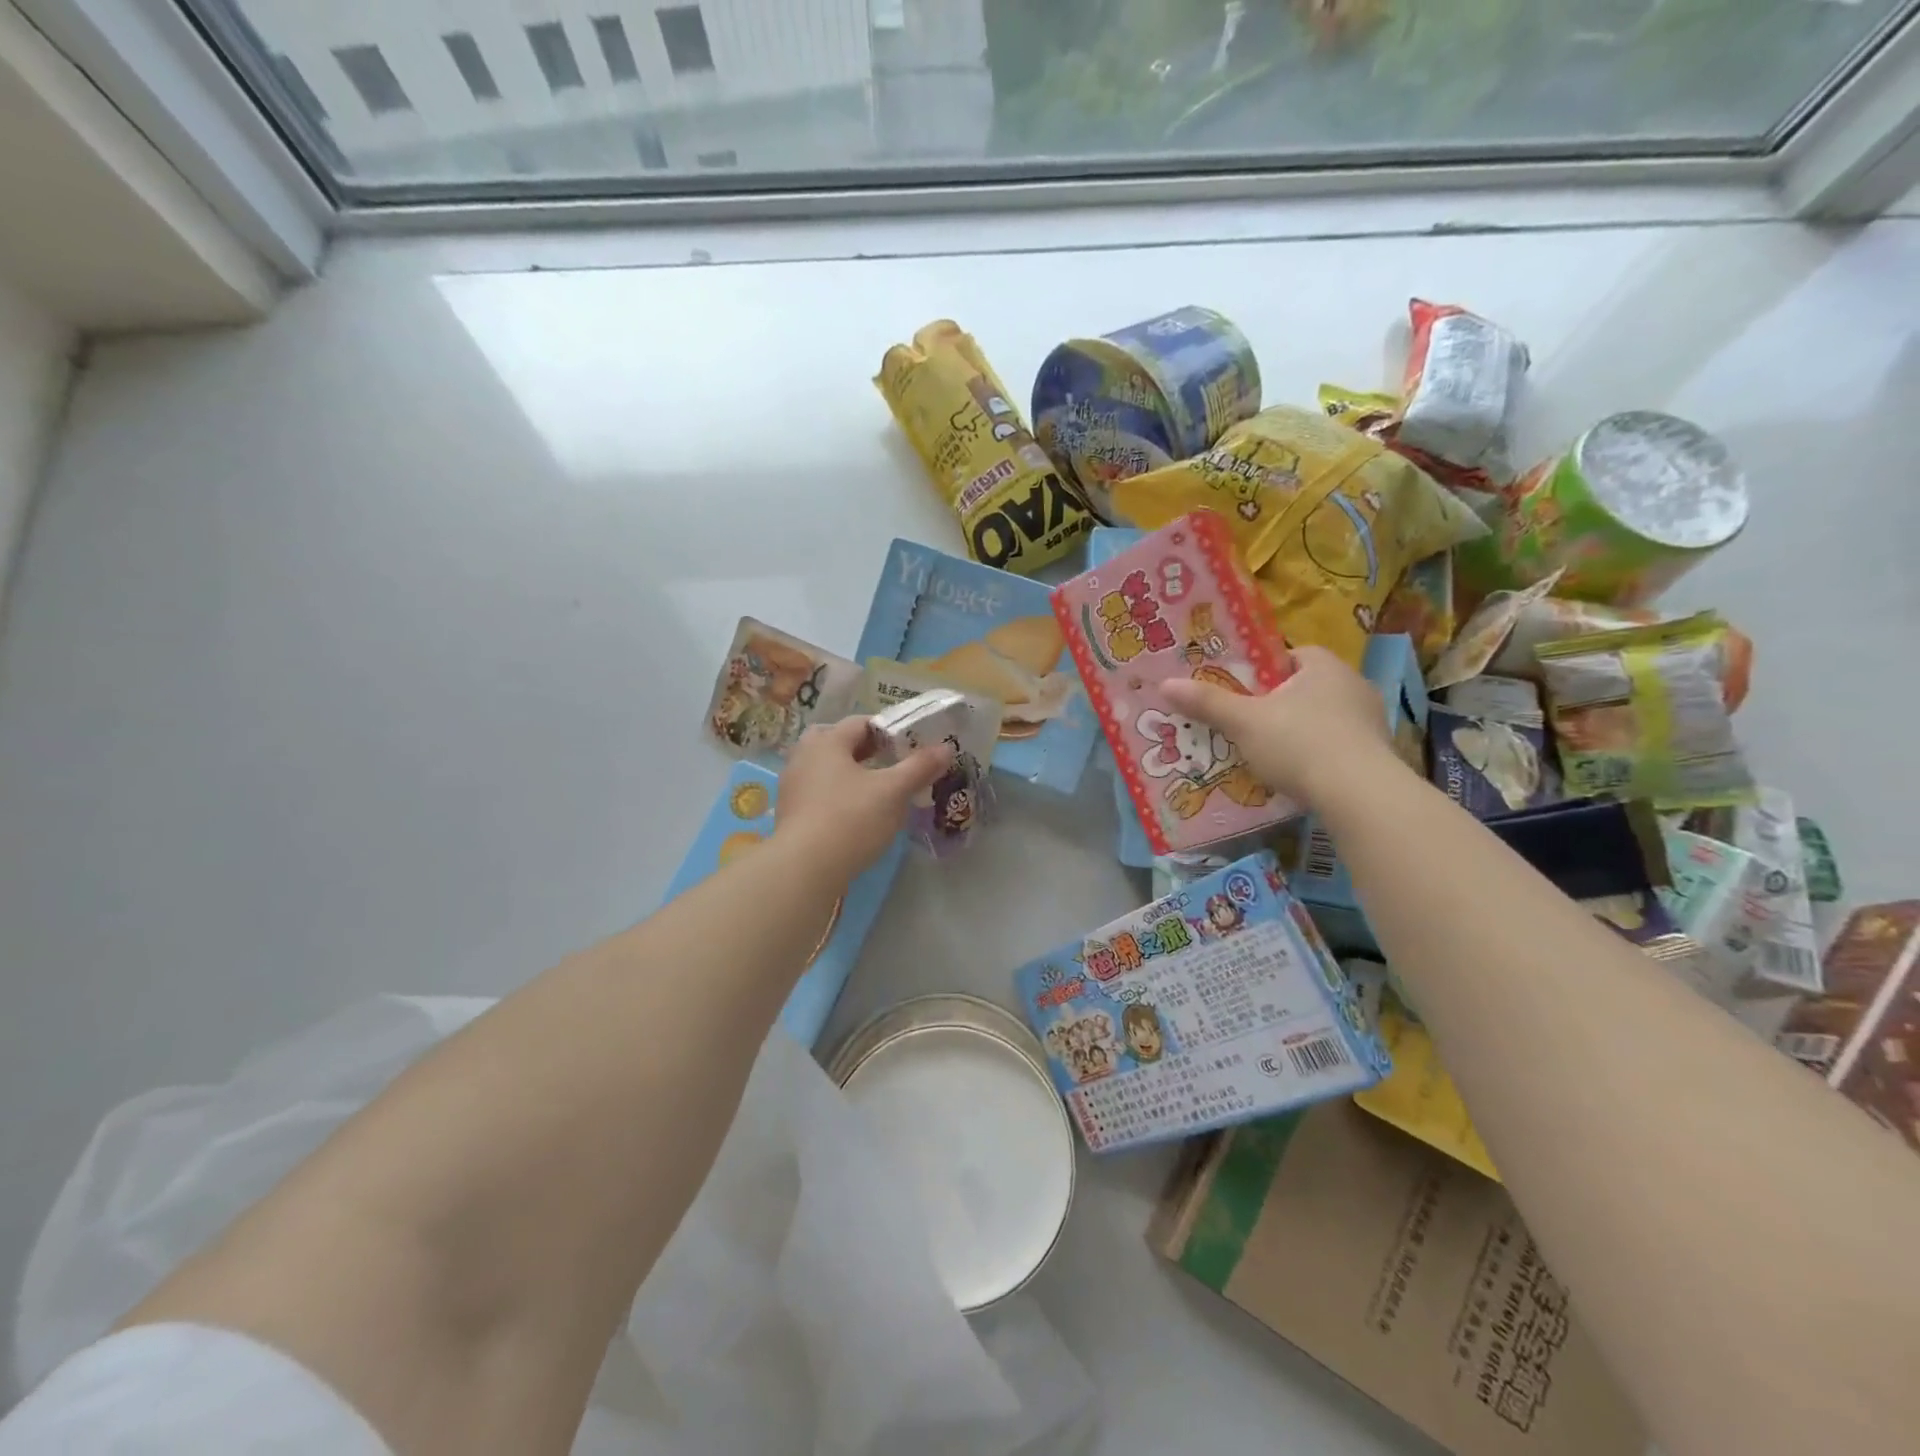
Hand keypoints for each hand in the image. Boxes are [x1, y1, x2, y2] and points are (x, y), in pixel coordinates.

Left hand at [775, 715, 952, 881]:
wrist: (804, 868)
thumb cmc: (851, 819)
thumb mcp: (893, 792)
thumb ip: (919, 767)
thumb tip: (946, 748)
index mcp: (827, 742)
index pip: (860, 722)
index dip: (887, 730)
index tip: (909, 745)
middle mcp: (804, 756)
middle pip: (836, 741)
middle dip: (863, 749)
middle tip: (888, 762)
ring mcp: (792, 786)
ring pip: (824, 767)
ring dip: (849, 772)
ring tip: (875, 789)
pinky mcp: (789, 813)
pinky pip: (817, 792)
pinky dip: (836, 794)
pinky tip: (854, 813)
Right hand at [1159, 646, 1398, 809]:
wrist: (1360, 795)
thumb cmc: (1300, 743)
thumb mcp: (1244, 722)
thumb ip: (1207, 703)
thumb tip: (1165, 684)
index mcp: (1324, 666)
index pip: (1292, 654)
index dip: (1265, 669)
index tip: (1243, 690)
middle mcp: (1353, 685)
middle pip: (1306, 687)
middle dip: (1279, 703)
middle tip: (1247, 722)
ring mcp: (1371, 721)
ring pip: (1323, 718)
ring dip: (1299, 731)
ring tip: (1268, 753)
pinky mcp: (1377, 754)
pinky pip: (1338, 746)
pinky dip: (1317, 756)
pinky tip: (1297, 775)